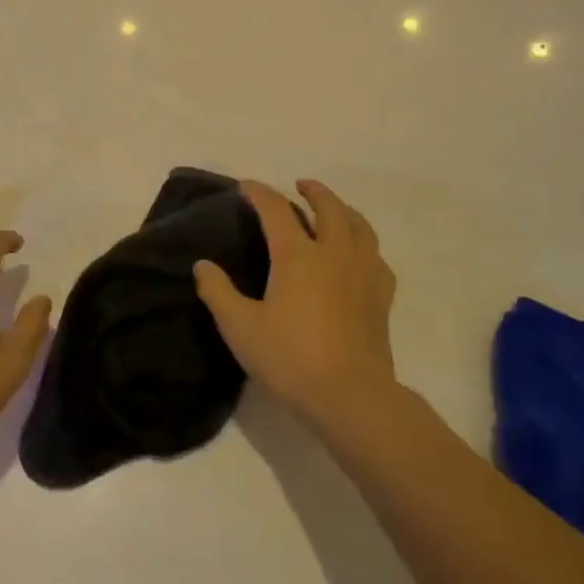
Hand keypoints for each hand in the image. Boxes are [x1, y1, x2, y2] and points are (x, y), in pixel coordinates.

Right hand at [194, 180, 396, 426]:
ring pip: (360, 227)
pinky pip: (377, 258)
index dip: (260, 193)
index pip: (276, 209)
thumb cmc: (290, 359)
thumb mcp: (240, 328)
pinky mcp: (381, 297)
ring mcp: (363, 273)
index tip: (247, 186)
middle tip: (300, 187)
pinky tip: (360, 256)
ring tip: (334, 211)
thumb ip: (218, 292)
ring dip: (344, 210)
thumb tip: (202, 265)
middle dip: (314, 191)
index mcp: (297, 256)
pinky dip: (365, 246)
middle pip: (329, 207)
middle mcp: (334, 254)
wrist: (350, 396)